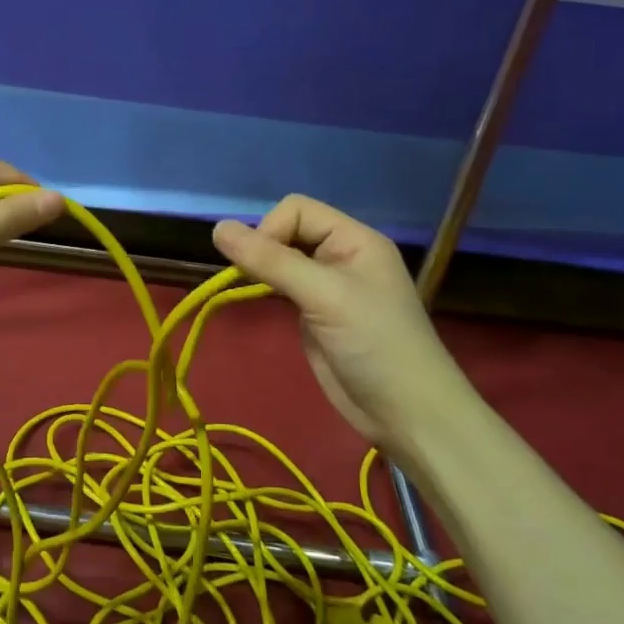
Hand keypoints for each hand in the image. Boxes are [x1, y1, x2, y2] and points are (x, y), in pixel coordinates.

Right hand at [212, 195, 475, 448]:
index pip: (297, 209)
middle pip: (287, 230)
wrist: (406, 414)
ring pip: (281, 258)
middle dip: (264, 248)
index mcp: (354, 239)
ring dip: (262, 268)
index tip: (261, 264)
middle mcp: (341, 255)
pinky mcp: (316, 313)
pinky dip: (266, 286)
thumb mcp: (323, 295)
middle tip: (253, 279)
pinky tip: (260, 298)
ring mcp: (328, 286)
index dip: (271, 229)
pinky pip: (283, 285)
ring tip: (251, 286)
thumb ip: (271, 260)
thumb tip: (217, 228)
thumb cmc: (374, 344)